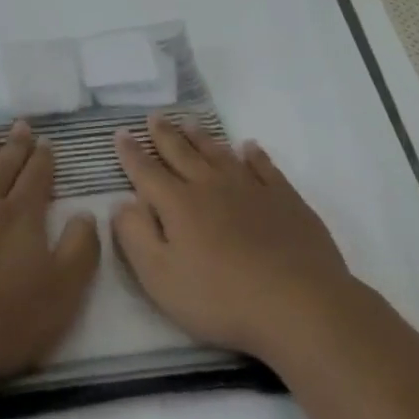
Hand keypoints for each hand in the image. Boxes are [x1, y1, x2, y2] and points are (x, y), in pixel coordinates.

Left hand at [0, 120, 100, 395]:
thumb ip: (80, 249)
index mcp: (20, 217)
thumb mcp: (62, 292)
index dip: (43, 159)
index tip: (45, 141)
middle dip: (15, 146)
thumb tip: (86, 213)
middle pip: (2, 168)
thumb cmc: (2, 321)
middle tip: (20, 125)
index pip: (36, 177)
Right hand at [111, 113, 353, 362]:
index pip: (147, 172)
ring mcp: (250, 188)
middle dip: (165, 135)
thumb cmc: (221, 298)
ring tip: (190, 122)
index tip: (121, 133)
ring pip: (219, 154)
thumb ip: (136, 237)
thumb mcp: (161, 278)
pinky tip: (249, 147)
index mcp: (178, 204)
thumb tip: (121, 203)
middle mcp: (211, 186)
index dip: (131, 153)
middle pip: (182, 153)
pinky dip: (253, 154)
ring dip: (202, 137)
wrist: (298, 302)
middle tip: (155, 116)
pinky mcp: (284, 198)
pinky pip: (263, 166)